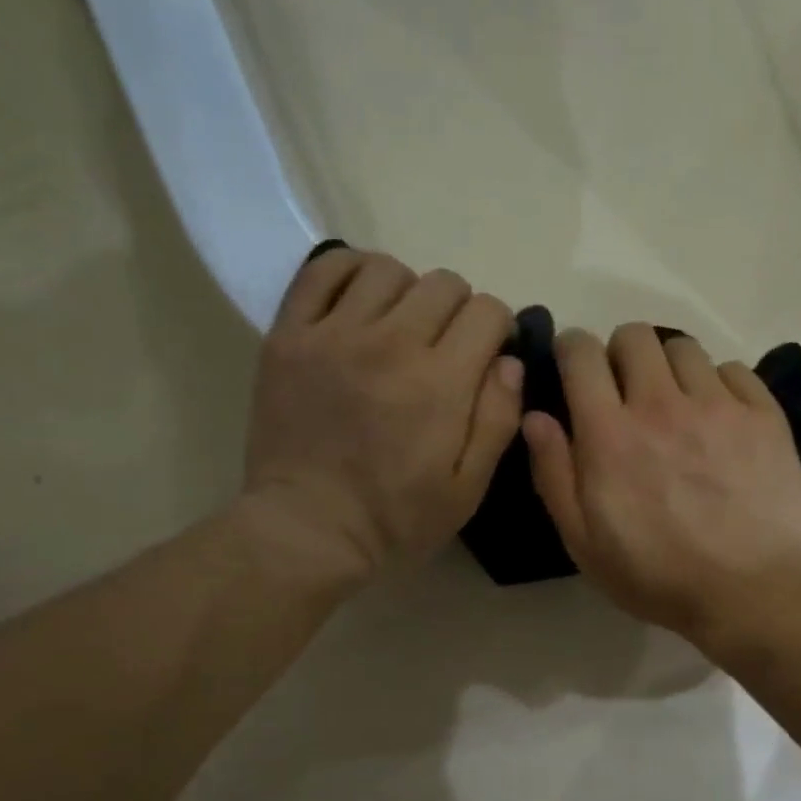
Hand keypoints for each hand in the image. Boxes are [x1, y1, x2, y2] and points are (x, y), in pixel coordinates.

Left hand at [239, 247, 522, 587]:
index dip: (498, 330)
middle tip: (447, 348)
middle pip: (444, 284)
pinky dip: (351, 272)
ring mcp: (334, 334)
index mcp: (440, 383)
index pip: (488, 312)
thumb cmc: (397, 518)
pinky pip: (323, 270)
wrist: (307, 530)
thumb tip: (510, 361)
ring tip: (402, 328)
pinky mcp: (290, 335)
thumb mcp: (468, 487)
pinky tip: (361, 302)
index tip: (488, 357)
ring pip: (388, 270)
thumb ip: (497, 419)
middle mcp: (391, 344)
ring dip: (409, 292)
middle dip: (460, 312)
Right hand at [522, 323, 800, 640]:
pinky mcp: (764, 416)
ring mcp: (718, 406)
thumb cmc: (658, 576)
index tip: (576, 370)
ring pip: (685, 348)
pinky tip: (722, 419)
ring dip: (671, 368)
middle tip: (627, 393)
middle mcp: (661, 404)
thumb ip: (554, 474)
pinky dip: (721, 385)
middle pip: (634, 336)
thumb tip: (537, 417)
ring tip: (678, 405)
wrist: (751, 593)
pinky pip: (735, 370)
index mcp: (610, 434)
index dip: (573, 352)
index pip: (581, 354)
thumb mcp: (585, 543)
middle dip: (621, 356)